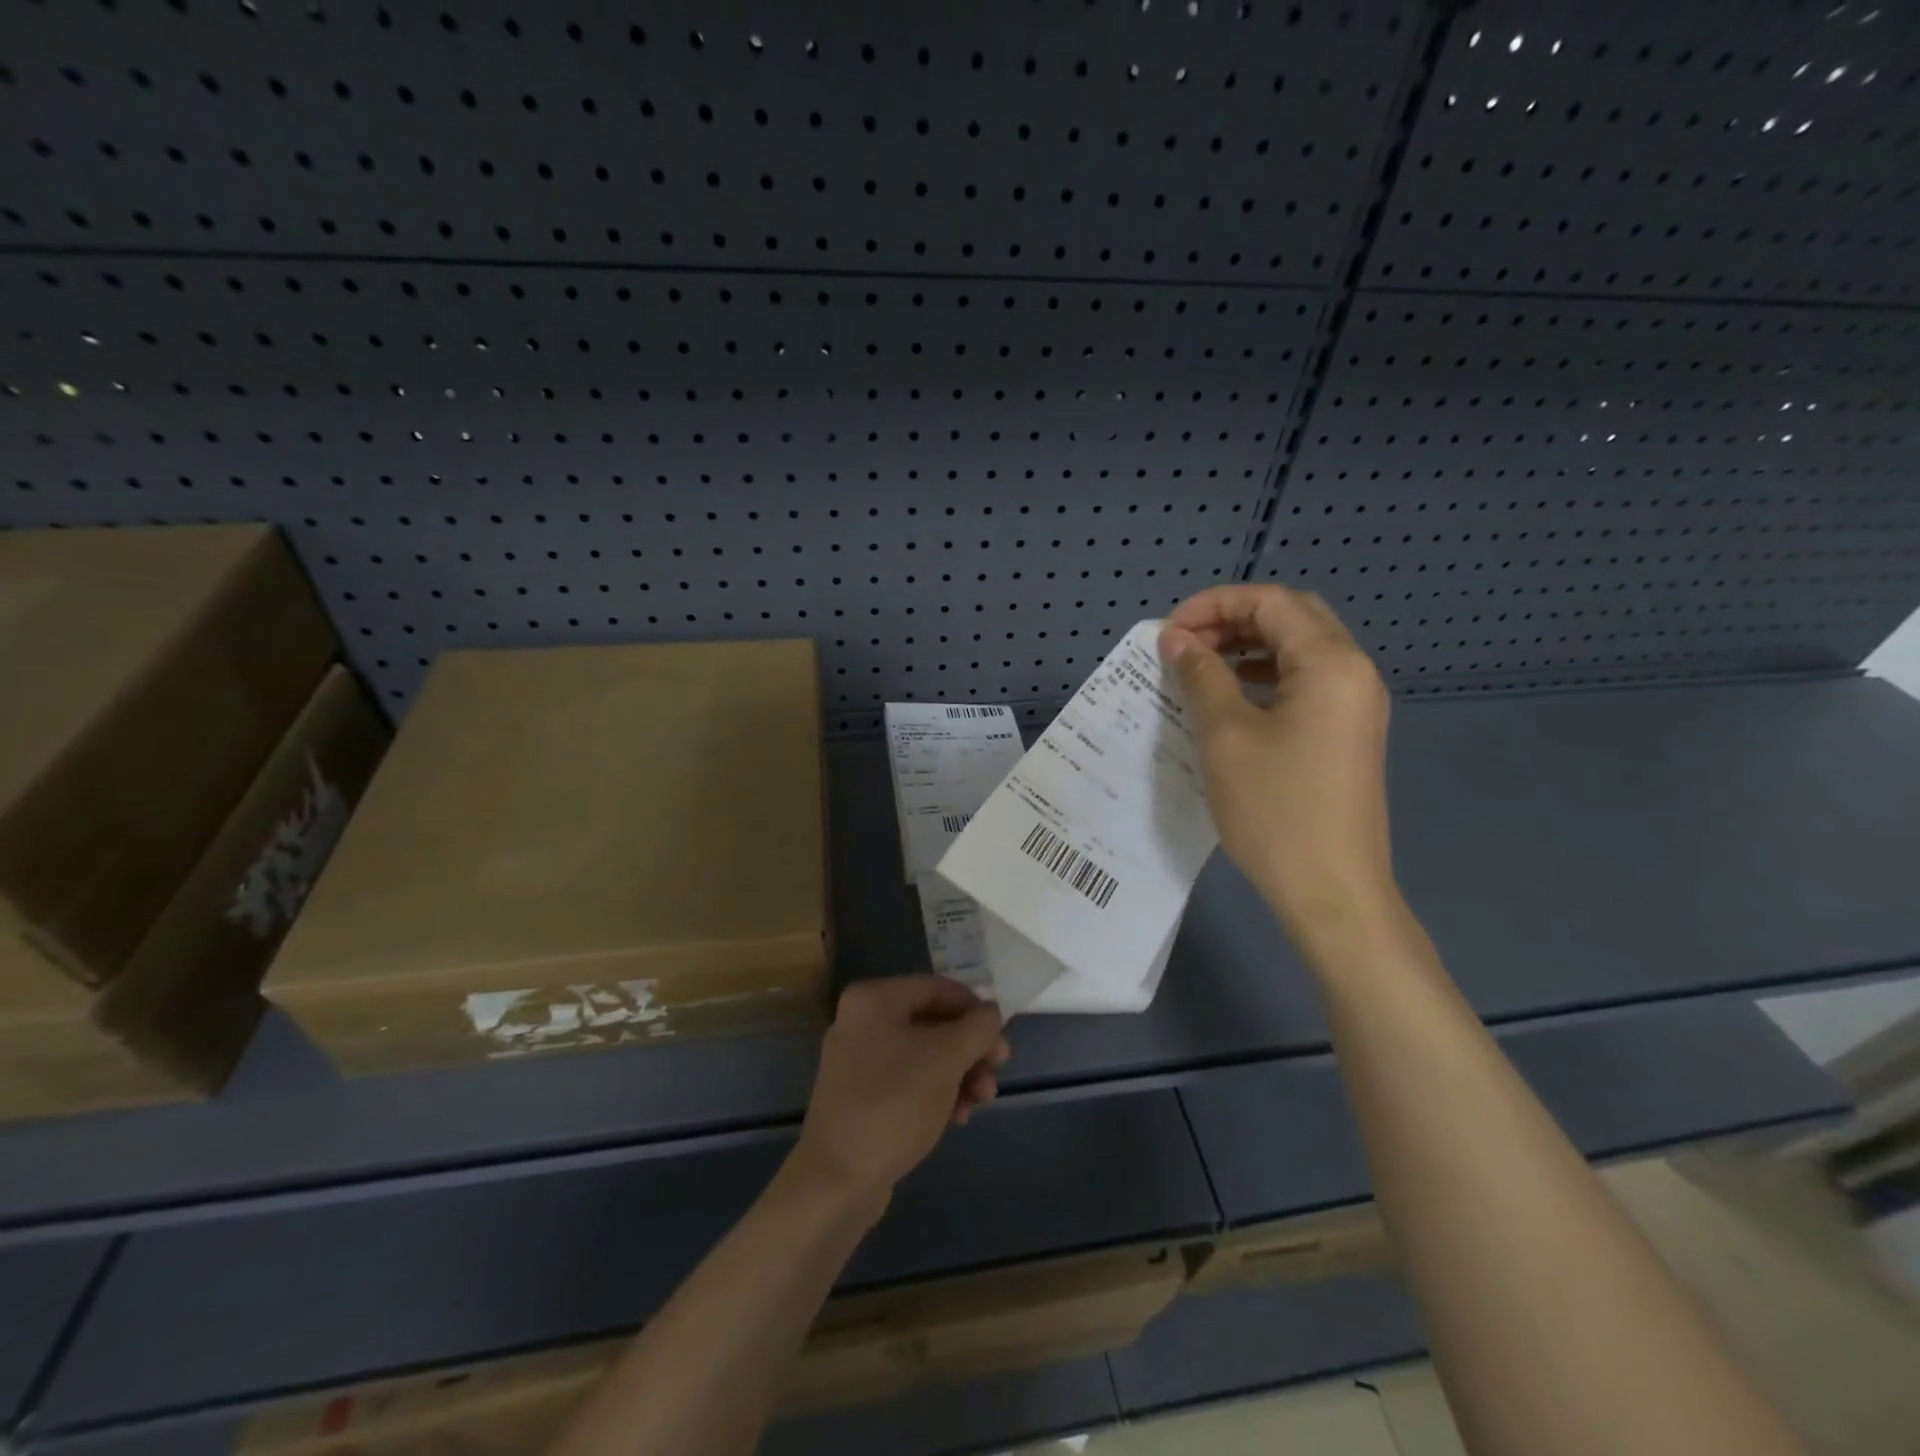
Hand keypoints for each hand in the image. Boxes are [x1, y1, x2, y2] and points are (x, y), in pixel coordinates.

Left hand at [791, 976, 1009, 1221]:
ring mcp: (858, 1060)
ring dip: (959, 1074)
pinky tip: (958, 1117)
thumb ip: (977, 1028)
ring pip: (924, 1054)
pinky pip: (908, 1080)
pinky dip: (937, 1092)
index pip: (938, 988)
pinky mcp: (861, 1095)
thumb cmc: (894, 1103)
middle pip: (932, 1023)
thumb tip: (991, 1013)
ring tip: (980, 1103)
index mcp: (874, 999)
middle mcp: (862, 1021)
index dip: (975, 1010)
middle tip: (995, 1075)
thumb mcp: (946, 1058)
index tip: (1000, 1042)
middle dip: (970, 1049)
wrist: (837, 1179)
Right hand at [1160, 584, 1396, 945]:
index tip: (1168, 631)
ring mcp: (1354, 705)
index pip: (1271, 602)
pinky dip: (1263, 677)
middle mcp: (1353, 673)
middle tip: (1183, 644)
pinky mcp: (1345, 734)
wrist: (1331, 891)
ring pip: (1298, 651)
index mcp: (1331, 663)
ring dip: (1247, 647)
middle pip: (1291, 618)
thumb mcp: (1226, 736)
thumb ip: (1201, 676)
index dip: (1214, 604)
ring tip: (1199, 667)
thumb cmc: (1275, 809)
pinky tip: (1230, 697)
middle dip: (1232, 620)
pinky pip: (1303, 684)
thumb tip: (1176, 638)